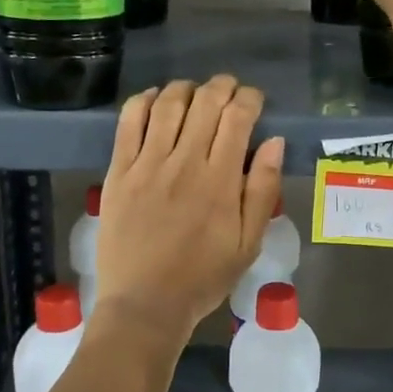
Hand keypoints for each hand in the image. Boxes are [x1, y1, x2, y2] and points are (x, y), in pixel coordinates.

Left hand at [94, 76, 285, 341]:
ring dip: (186, 88)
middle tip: (229, 90)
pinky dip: (143, 101)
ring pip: (168, 104)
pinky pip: (129, 122)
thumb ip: (263, 189)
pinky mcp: (118, 172)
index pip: (238, 117)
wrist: (144, 305)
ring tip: (195, 92)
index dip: (250, 99)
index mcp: (220, 180)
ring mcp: (147, 165)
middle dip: (222, 87)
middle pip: (205, 102)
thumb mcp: (249, 243)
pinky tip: (154, 99)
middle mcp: (184, 162)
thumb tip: (274, 142)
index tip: (255, 101)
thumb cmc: (203, 277)